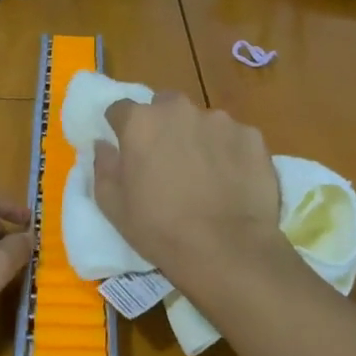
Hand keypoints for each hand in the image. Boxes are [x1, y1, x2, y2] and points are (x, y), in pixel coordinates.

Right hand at [94, 94, 288, 289]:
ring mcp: (220, 120)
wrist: (226, 249)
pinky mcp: (252, 136)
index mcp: (141, 122)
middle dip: (163, 126)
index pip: (121, 109)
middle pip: (165, 106)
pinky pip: (234, 138)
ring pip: (202, 121)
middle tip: (167, 160)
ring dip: (198, 138)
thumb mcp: (113, 206)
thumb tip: (104, 145)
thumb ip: (104, 167)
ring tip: (205, 174)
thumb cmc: (160, 229)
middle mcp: (179, 110)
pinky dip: (230, 152)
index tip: (126, 148)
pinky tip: (232, 181)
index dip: (121, 127)